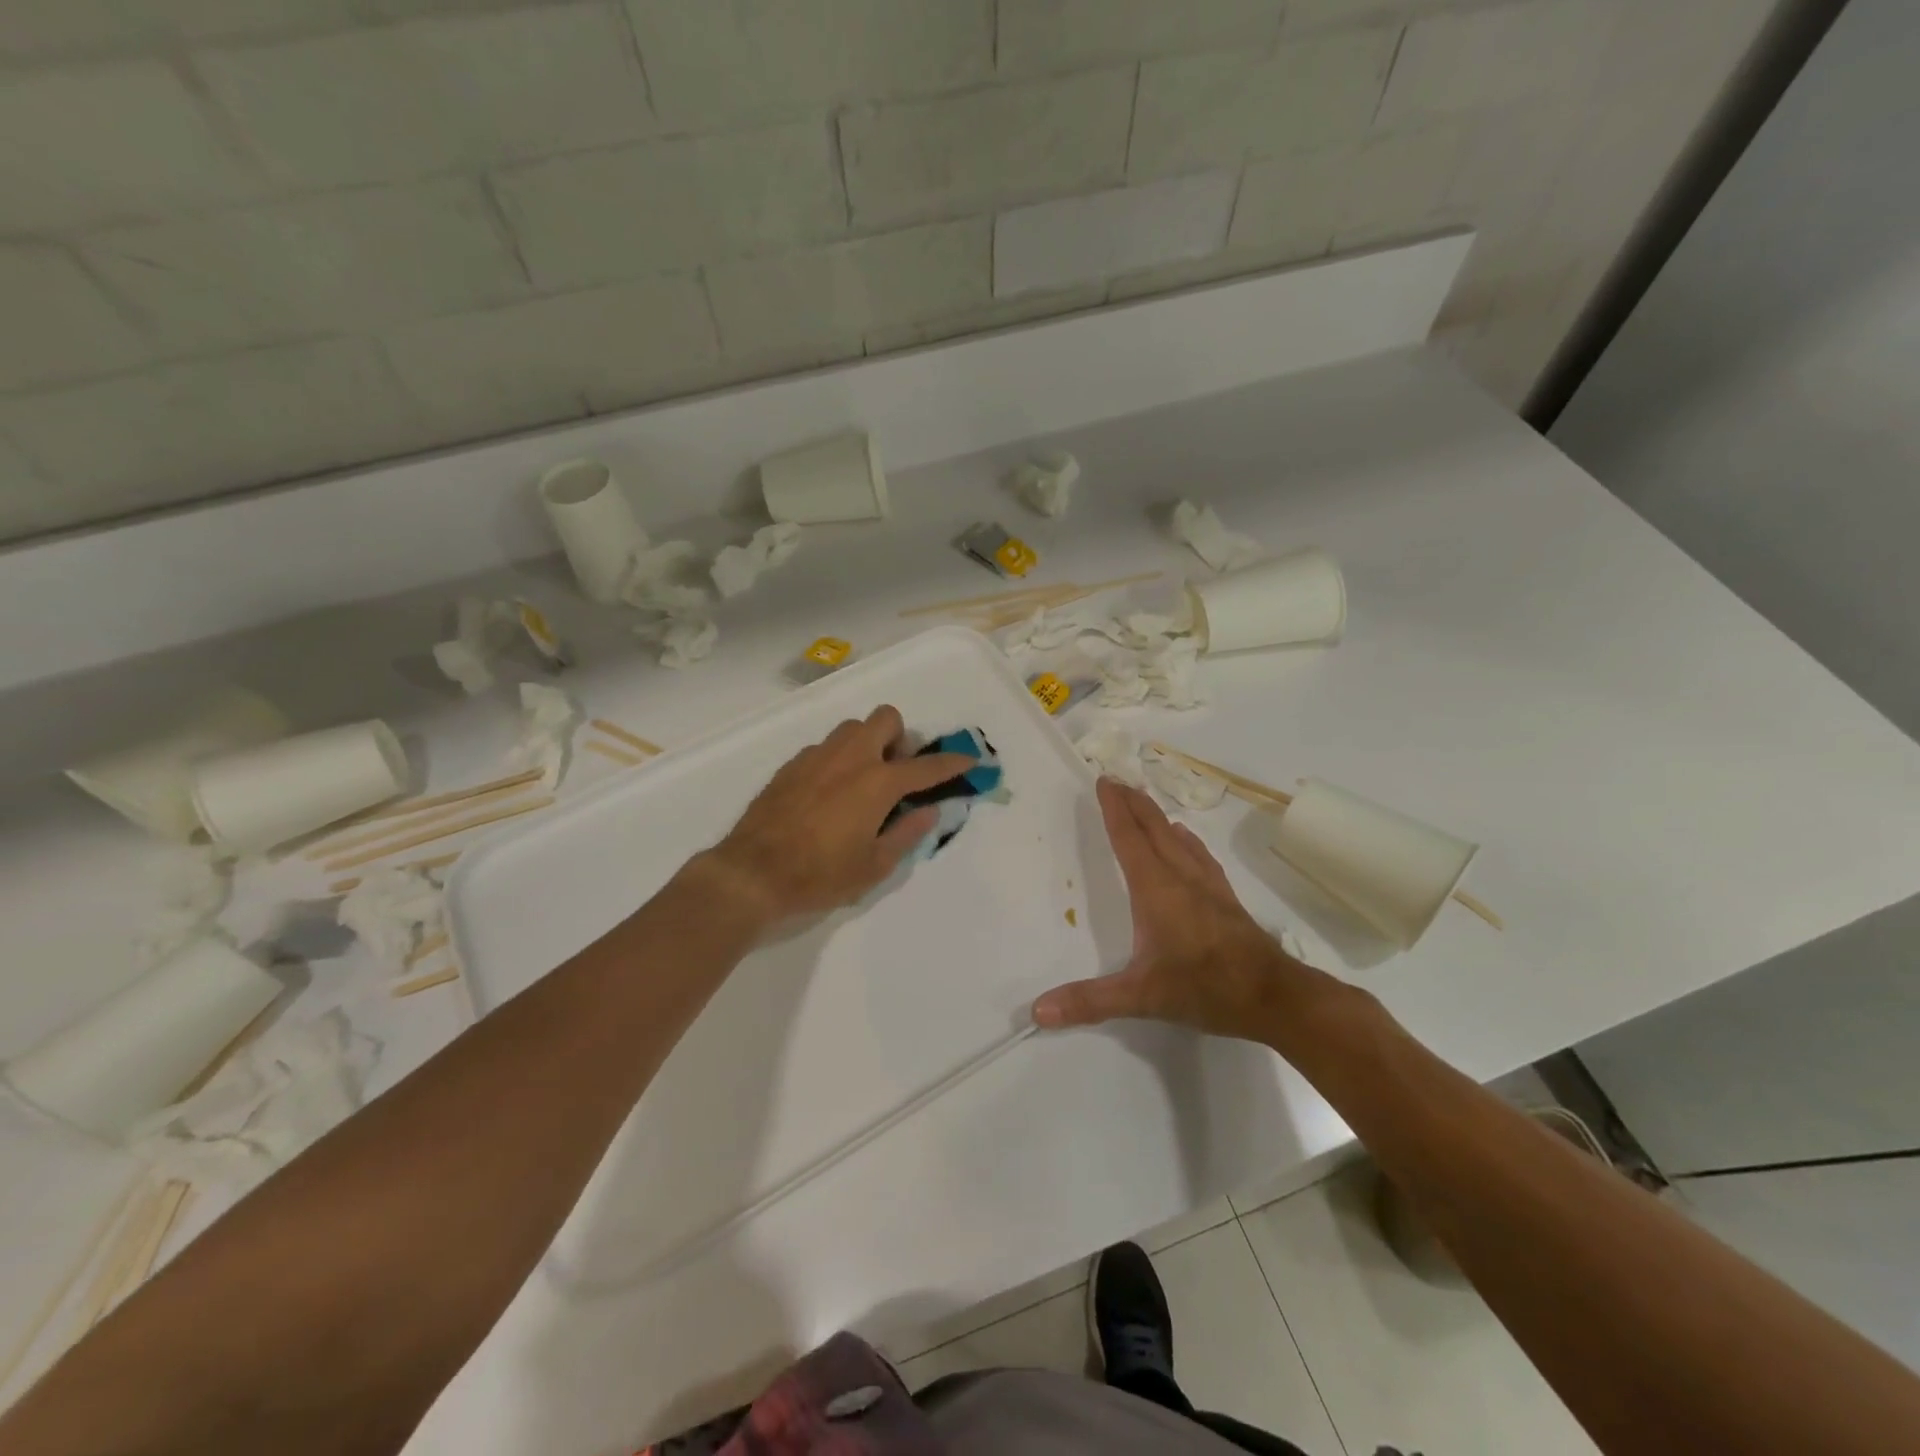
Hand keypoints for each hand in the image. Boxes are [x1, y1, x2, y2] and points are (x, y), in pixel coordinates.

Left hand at [700, 705, 976, 924]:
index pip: (926, 766)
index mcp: (877, 782)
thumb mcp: (874, 866)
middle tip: (897, 772)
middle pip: (886, 718)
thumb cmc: (820, 875)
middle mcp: (850, 758)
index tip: (969, 760)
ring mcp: (817, 756)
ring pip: (852, 728)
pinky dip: (838, 760)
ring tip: (863, 782)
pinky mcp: (791, 765)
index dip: (952, 763)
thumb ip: (907, 833)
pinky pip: (824, 748)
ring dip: (867, 744)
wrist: (752, 873)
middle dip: (900, 738)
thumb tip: (929, 811)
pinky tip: (829, 794)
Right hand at [1033, 778, 1303, 1038]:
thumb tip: (1038, 1011)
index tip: (1104, 781)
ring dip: (1157, 816)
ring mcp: (1207, 885)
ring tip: (1144, 802)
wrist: (1274, 996)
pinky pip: (1200, 856)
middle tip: (1117, 780)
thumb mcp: (1141, 997)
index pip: (1128, 838)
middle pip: (1153, 828)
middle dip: (1133, 803)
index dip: (1114, 809)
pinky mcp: (1226, 898)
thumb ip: (1090, 1001)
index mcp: (1155, 888)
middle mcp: (1180, 877)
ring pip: (1178, 838)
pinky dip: (1186, 840)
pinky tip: (1186, 840)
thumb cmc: (1204, 987)